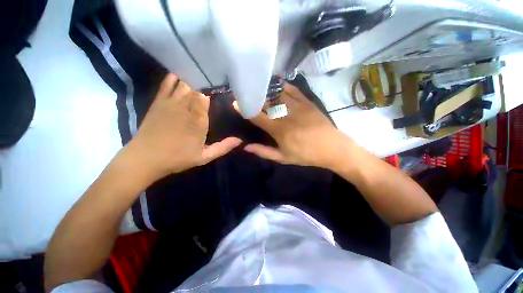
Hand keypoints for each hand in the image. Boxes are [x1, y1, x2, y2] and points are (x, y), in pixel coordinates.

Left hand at [127, 74, 241, 179]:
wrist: (145, 158)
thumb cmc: (178, 158)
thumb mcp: (204, 157)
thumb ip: (223, 147)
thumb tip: (240, 140)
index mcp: (198, 120)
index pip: (206, 96)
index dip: (214, 88)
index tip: (223, 84)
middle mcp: (185, 107)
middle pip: (196, 87)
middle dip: (206, 81)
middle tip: (215, 75)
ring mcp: (170, 103)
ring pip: (183, 83)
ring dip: (193, 77)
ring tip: (202, 71)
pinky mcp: (159, 102)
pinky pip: (167, 84)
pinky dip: (174, 77)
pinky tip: (181, 72)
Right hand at [234, 83, 355, 169]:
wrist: (331, 147)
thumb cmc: (306, 155)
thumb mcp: (283, 158)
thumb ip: (264, 152)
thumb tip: (246, 147)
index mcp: (279, 130)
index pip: (258, 117)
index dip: (245, 109)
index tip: (236, 102)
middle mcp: (286, 115)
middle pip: (266, 103)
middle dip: (254, 97)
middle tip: (245, 92)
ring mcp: (297, 106)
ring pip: (277, 93)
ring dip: (266, 89)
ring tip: (257, 86)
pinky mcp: (307, 101)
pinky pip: (292, 89)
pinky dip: (282, 85)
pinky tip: (276, 83)